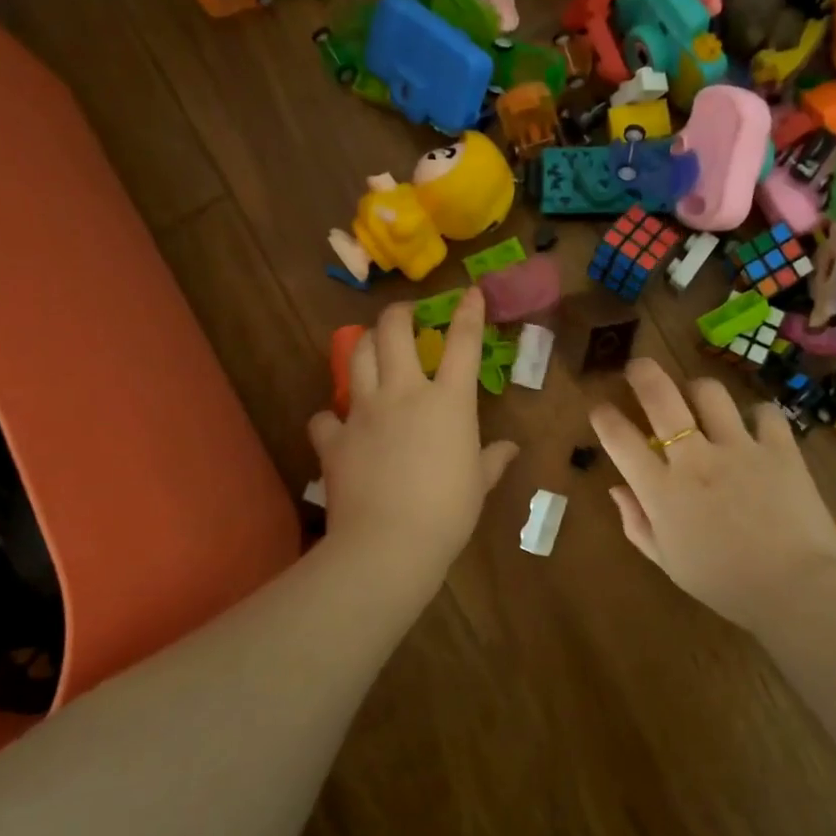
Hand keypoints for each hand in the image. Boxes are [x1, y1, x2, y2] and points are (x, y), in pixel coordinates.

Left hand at [308, 291, 517, 581]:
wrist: (389, 543)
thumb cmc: (449, 512)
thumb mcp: (479, 484)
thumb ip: (493, 460)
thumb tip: (510, 449)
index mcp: (448, 401)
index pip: (463, 343)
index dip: (468, 312)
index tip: (470, 292)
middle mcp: (403, 393)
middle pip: (393, 331)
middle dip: (399, 313)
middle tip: (404, 315)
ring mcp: (364, 412)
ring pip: (356, 357)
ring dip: (364, 345)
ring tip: (370, 348)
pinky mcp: (334, 439)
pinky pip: (324, 417)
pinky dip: (330, 417)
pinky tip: (337, 425)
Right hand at [589, 358, 835, 632]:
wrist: (796, 590)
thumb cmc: (724, 584)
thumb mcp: (668, 562)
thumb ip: (637, 523)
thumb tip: (618, 489)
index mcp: (662, 491)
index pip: (619, 440)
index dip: (603, 417)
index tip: (599, 409)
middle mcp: (695, 459)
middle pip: (661, 397)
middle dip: (642, 373)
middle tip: (637, 367)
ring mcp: (739, 448)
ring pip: (710, 393)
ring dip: (697, 389)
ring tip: (697, 396)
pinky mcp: (779, 448)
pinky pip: (764, 411)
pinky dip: (756, 414)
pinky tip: (754, 426)